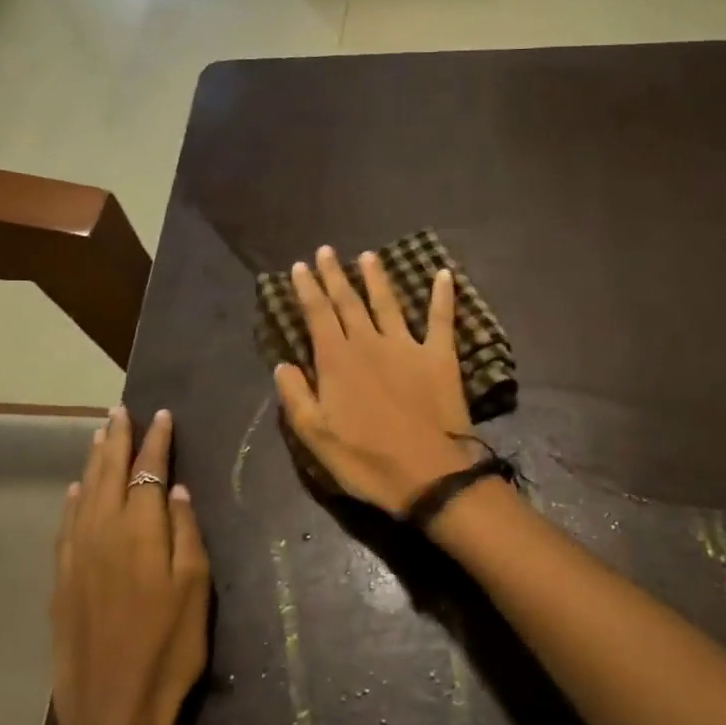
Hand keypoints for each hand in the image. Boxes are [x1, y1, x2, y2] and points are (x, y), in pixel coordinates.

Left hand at [50, 408, 209, 724]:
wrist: (112, 710)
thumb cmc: (169, 647)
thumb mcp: (195, 589)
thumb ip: (185, 533)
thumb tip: (174, 490)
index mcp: (139, 530)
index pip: (148, 470)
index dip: (156, 441)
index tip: (162, 415)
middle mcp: (102, 532)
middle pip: (109, 473)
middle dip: (117, 438)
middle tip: (121, 411)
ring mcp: (76, 556)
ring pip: (84, 494)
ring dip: (93, 461)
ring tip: (100, 435)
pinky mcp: (61, 581)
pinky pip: (65, 525)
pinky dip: (72, 500)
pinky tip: (75, 490)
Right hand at [274, 245, 475, 516]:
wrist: (428, 473)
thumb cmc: (366, 460)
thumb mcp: (315, 436)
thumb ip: (296, 396)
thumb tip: (283, 364)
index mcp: (337, 360)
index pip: (317, 315)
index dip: (307, 289)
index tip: (299, 267)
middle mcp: (369, 343)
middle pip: (348, 301)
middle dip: (334, 275)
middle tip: (326, 251)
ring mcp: (407, 346)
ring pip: (387, 303)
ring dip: (376, 278)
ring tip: (368, 256)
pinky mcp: (439, 357)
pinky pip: (441, 319)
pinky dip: (442, 296)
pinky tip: (443, 275)